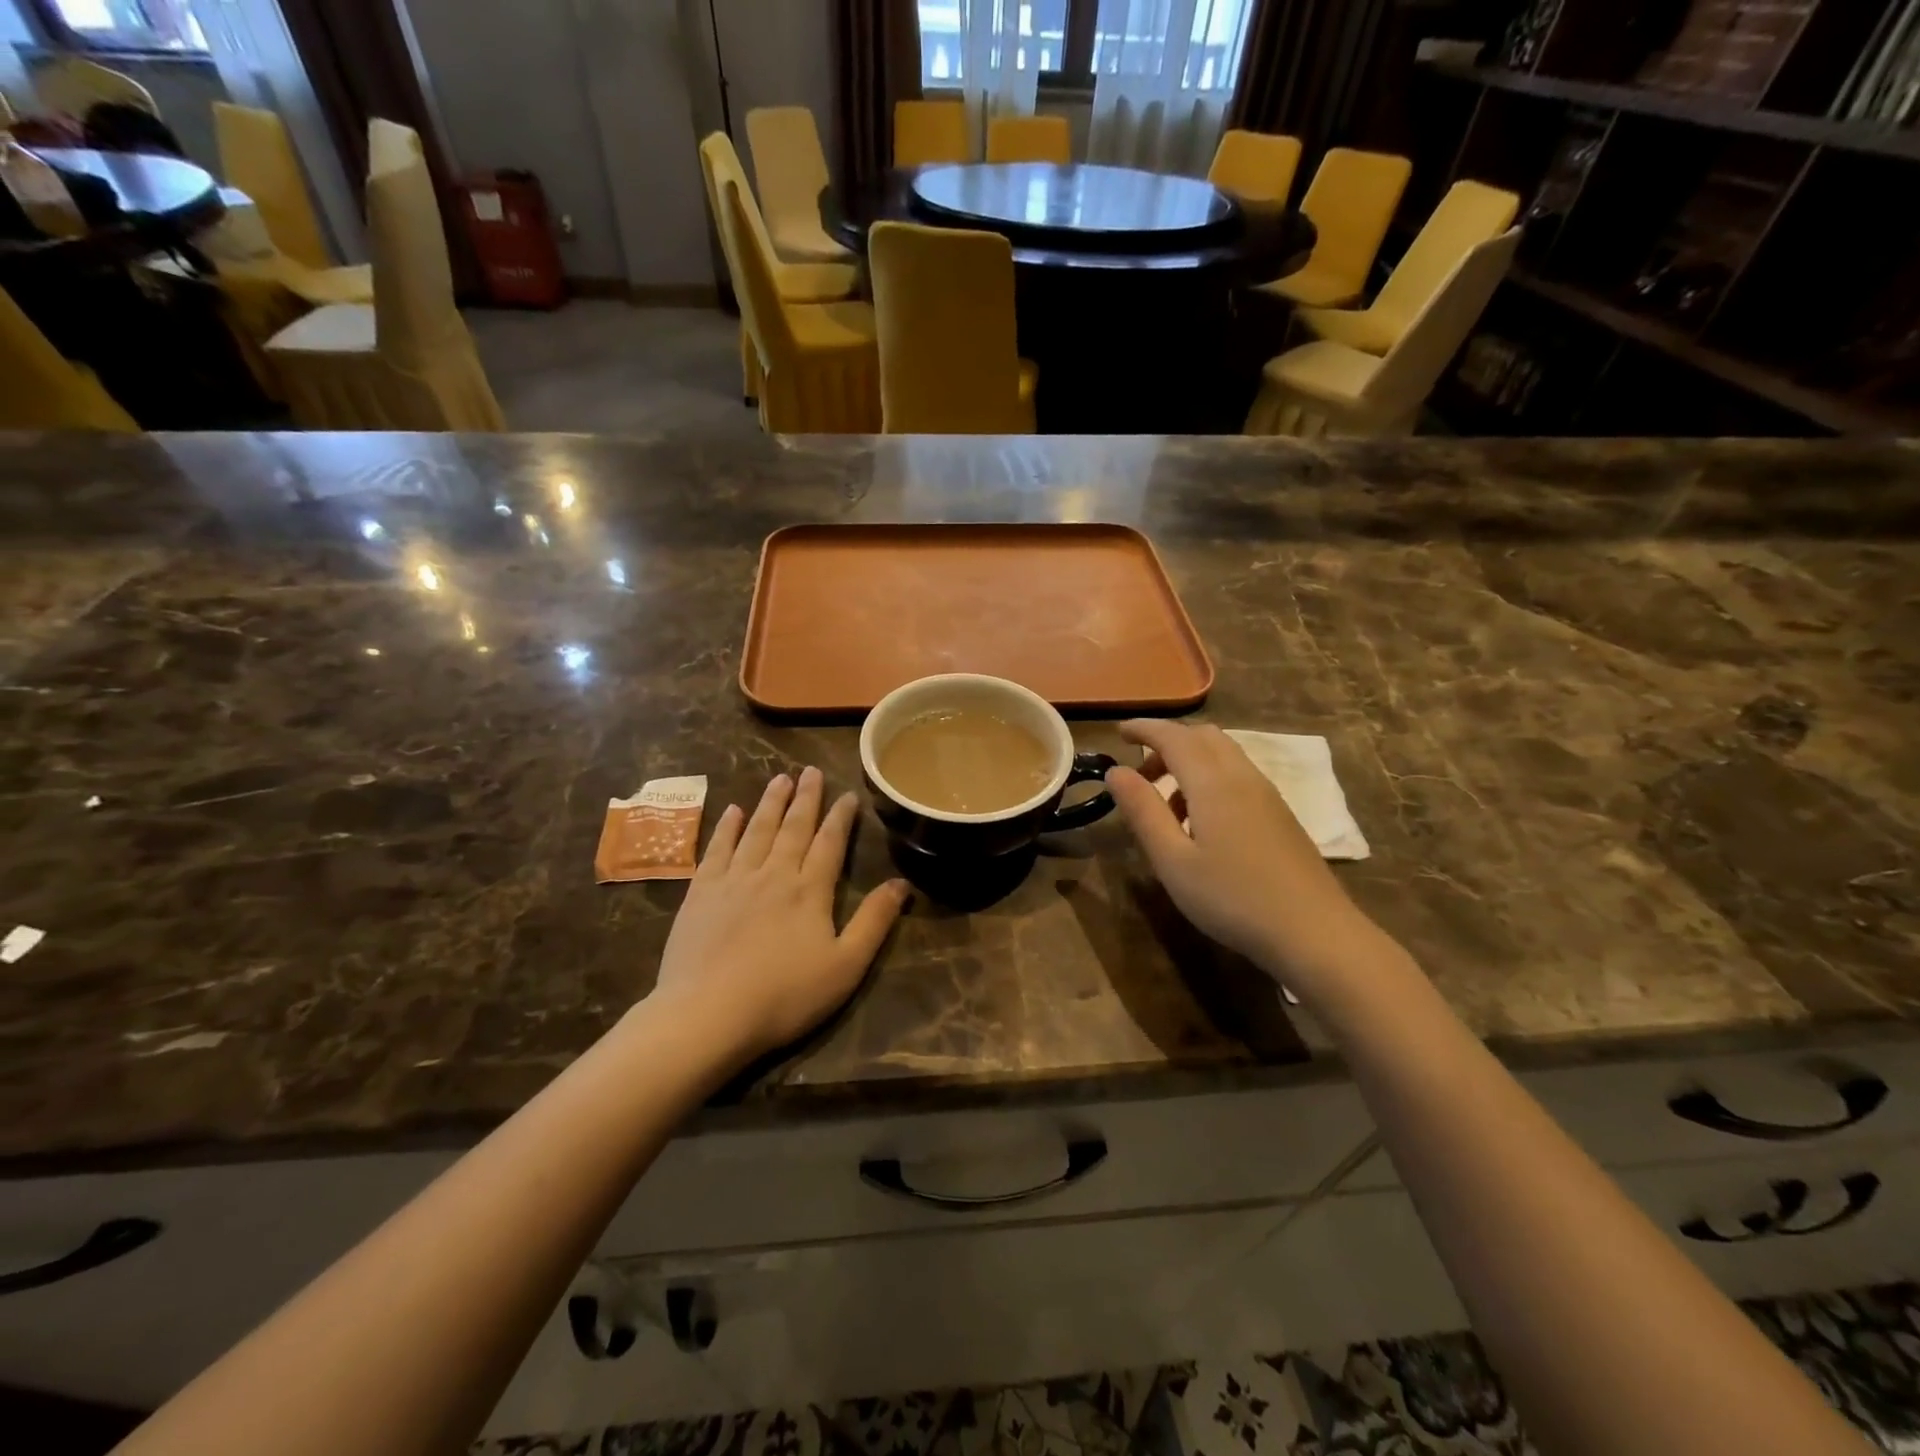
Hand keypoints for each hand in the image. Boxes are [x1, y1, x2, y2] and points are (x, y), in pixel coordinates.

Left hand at [653, 768, 908, 1063]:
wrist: (708, 1014)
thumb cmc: (784, 995)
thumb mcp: (845, 966)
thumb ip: (874, 922)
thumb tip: (902, 884)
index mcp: (810, 891)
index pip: (830, 843)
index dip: (841, 817)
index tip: (848, 795)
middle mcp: (774, 874)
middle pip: (793, 828)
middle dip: (805, 798)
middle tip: (810, 771)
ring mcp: (734, 880)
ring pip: (757, 830)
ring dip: (770, 803)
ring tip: (779, 778)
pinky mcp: (701, 893)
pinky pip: (717, 849)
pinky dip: (727, 827)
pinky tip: (733, 811)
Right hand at [1104, 720, 1385, 993]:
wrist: (1314, 932)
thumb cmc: (1232, 898)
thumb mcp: (1172, 861)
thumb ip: (1142, 811)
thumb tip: (1116, 772)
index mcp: (1213, 782)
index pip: (1173, 736)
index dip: (1144, 729)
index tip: (1119, 733)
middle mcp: (1242, 776)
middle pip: (1203, 736)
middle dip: (1166, 743)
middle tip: (1140, 775)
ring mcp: (1267, 794)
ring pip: (1223, 754)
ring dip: (1189, 762)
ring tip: (1166, 806)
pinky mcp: (1280, 813)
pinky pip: (1238, 775)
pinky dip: (1210, 778)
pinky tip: (1201, 822)